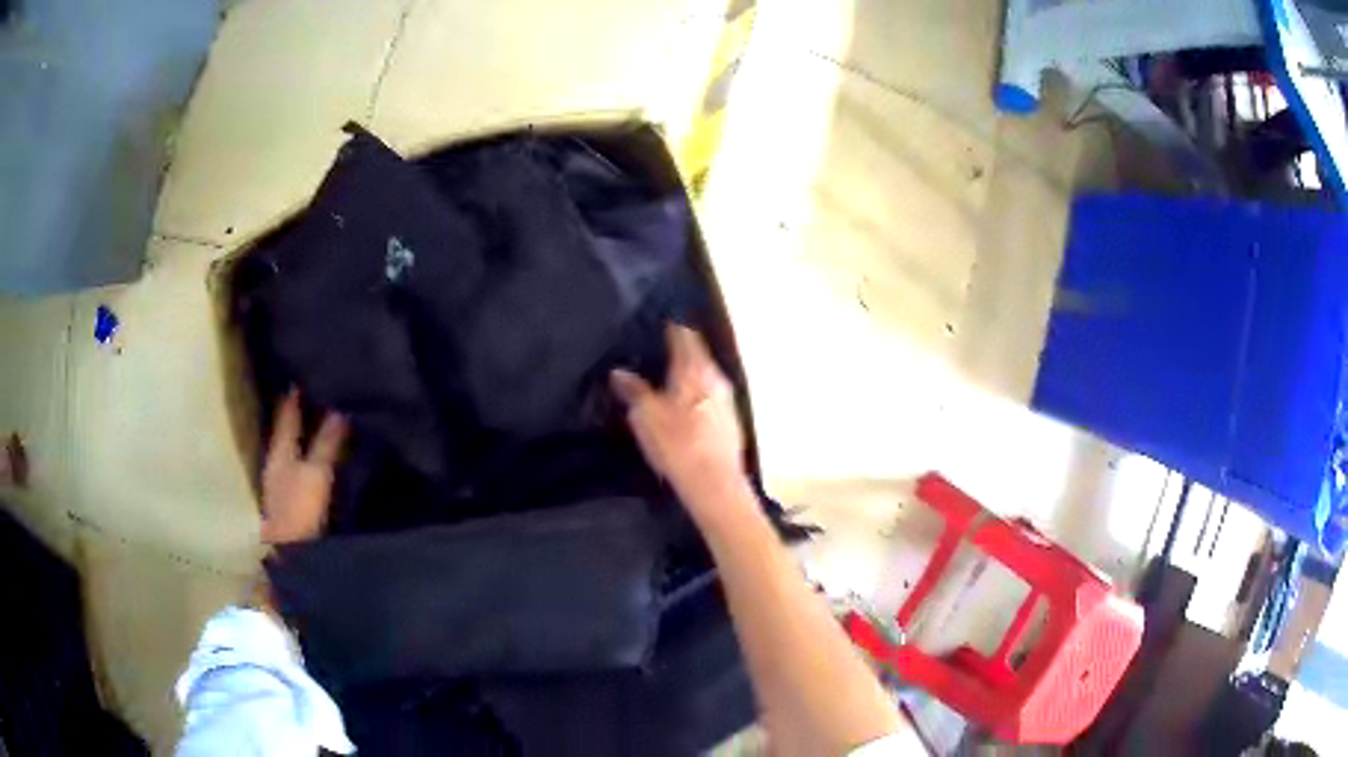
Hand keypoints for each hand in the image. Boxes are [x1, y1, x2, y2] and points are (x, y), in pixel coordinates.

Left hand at [260, 391, 347, 544]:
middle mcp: (277, 458)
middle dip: (301, 407)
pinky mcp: (291, 497)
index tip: (307, 369)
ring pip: (293, 444)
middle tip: (319, 387)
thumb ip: (327, 442)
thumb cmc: (299, 510)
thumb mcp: (317, 473)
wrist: (289, 555)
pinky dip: (309, 452)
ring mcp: (282, 479)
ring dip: (305, 430)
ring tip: (323, 414)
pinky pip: (300, 463)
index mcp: (280, 448)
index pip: (286, 410)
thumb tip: (340, 409)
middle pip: (288, 426)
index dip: (295, 391)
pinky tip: (321, 452)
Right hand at [611, 325, 750, 517]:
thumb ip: (633, 390)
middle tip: (656, 353)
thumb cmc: (677, 444)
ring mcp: (727, 401)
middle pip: (697, 354)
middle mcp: (716, 378)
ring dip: (688, 376)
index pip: (684, 334)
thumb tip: (619, 372)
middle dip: (678, 352)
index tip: (656, 325)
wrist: (715, 484)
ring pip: (704, 377)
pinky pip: (710, 398)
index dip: (670, 327)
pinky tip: (683, 408)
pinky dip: (696, 396)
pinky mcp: (731, 423)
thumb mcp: (645, 416)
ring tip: (666, 380)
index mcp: (695, 368)